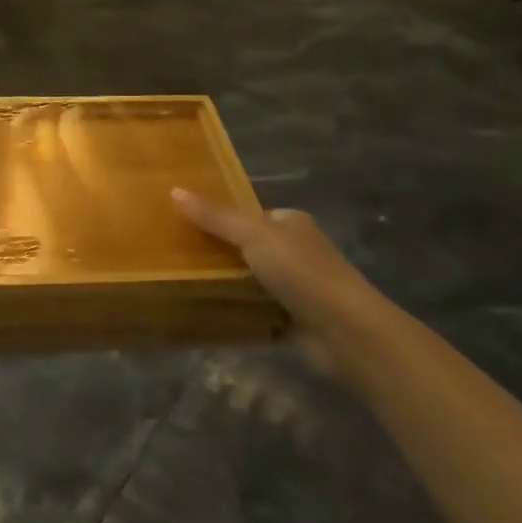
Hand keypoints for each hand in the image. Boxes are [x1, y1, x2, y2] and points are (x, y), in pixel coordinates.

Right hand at [171, 188, 384, 365]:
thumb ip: (215, 217)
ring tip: (185, 283)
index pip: (249, 215)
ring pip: (252, 280)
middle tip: (178, 256)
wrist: (347, 331)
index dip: (219, 218)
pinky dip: (240, 312)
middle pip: (249, 247)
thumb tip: (174, 190)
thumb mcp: (253, 235)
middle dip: (220, 253)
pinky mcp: (296, 319)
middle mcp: (297, 251)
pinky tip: (211, 313)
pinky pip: (259, 310)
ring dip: (228, 284)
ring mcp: (298, 287)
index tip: (185, 224)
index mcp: (291, 223)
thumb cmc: (302, 272)